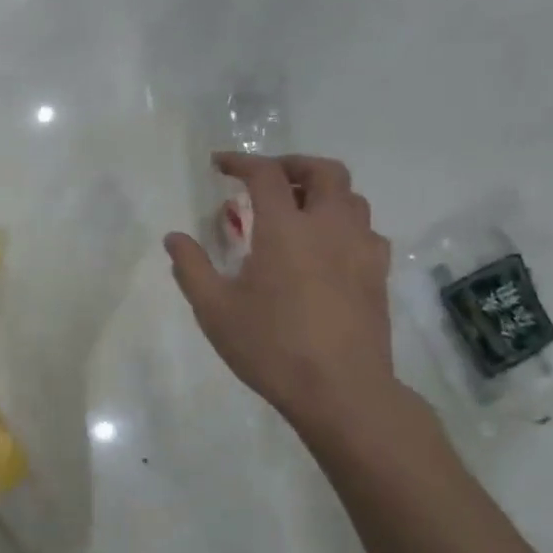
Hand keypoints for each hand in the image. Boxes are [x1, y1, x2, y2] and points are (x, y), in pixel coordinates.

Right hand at [166, 154, 396, 438]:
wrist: (341, 390)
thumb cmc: (271, 347)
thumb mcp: (214, 310)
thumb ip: (191, 267)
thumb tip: (174, 237)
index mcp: (286, 229)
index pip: (265, 174)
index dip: (241, 161)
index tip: (219, 165)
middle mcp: (329, 227)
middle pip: (324, 171)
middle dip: (292, 165)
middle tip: (267, 179)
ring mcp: (361, 250)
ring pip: (352, 198)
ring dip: (322, 192)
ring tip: (296, 211)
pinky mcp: (378, 275)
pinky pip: (366, 231)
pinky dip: (343, 224)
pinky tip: (326, 249)